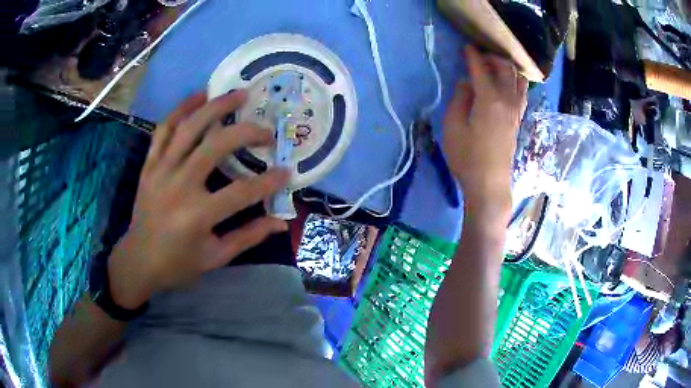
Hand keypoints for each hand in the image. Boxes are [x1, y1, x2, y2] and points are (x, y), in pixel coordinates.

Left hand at [108, 91, 289, 308]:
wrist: (138, 261)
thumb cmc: (178, 264)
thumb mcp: (216, 257)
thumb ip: (249, 236)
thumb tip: (281, 222)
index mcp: (197, 216)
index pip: (242, 192)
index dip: (269, 181)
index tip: (287, 171)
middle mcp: (178, 186)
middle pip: (216, 146)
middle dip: (247, 132)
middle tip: (266, 130)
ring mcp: (161, 171)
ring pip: (189, 128)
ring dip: (216, 107)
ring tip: (239, 93)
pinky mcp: (150, 165)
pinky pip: (163, 130)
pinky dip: (181, 110)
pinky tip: (198, 96)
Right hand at [443, 45, 527, 210]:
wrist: (489, 184)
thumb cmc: (467, 157)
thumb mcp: (453, 126)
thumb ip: (460, 98)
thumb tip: (467, 83)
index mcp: (489, 99)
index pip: (481, 69)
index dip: (472, 56)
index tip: (466, 47)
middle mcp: (507, 100)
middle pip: (506, 68)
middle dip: (492, 57)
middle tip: (478, 57)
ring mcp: (516, 110)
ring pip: (518, 79)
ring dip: (507, 68)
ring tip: (493, 69)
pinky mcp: (518, 119)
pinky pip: (521, 92)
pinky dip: (514, 81)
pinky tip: (504, 85)